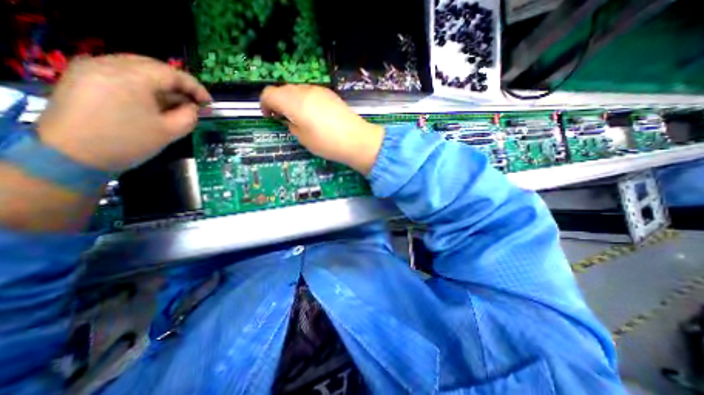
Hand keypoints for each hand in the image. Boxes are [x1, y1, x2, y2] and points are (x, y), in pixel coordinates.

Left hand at [36, 54, 210, 170]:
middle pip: (155, 67)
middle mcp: (109, 63)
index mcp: (132, 77)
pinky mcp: (83, 76)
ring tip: (176, 103)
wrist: (71, 155)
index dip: (196, 87)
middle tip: (194, 102)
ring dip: (162, 85)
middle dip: (179, 85)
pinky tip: (152, 100)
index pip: (173, 74)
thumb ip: (189, 116)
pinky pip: (122, 73)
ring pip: (138, 68)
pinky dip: (144, 84)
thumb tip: (193, 107)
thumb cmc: (128, 142)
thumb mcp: (170, 132)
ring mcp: (91, 67)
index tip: (209, 103)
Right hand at [259, 85, 383, 173]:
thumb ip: (292, 126)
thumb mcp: (303, 139)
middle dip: (279, 102)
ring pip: (298, 90)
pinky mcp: (330, 94)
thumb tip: (290, 120)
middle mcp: (305, 91)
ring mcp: (319, 91)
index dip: (265, 104)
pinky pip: (311, 93)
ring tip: (299, 117)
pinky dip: (305, 100)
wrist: (356, 139)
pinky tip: (313, 114)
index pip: (269, 94)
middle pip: (283, 90)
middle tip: (283, 118)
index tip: (269, 116)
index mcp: (294, 102)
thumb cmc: (327, 143)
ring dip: (292, 101)